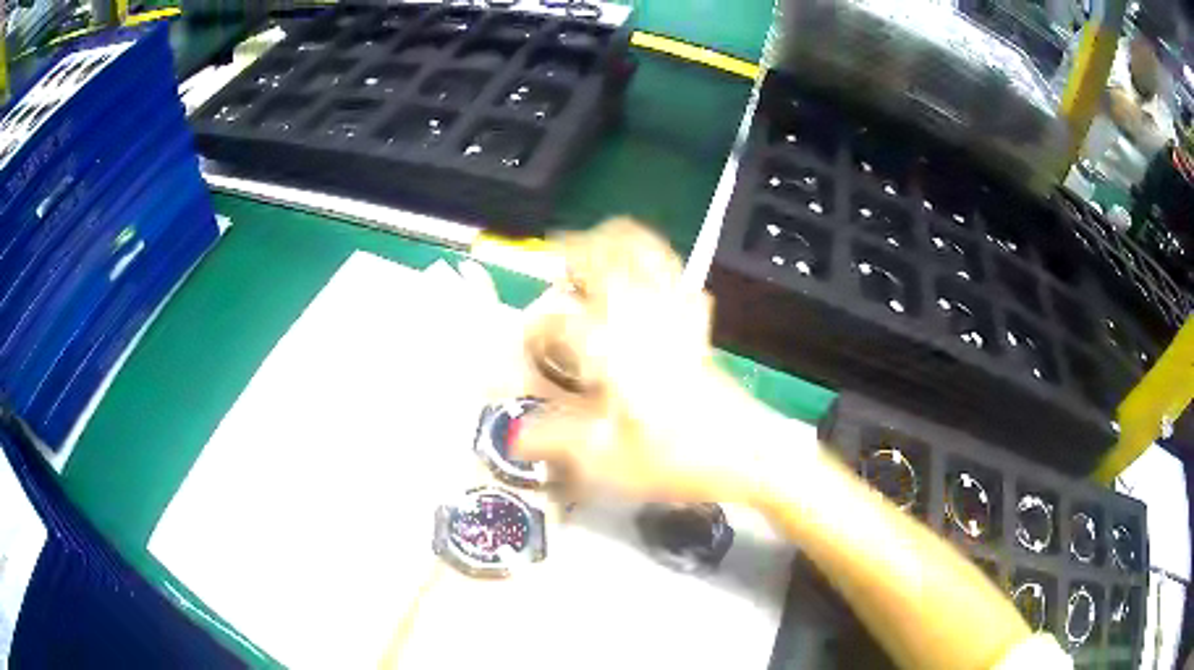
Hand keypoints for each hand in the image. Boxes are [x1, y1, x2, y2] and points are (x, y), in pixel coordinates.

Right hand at [514, 218, 766, 502]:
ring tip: (601, 239)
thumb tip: (515, 437)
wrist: (745, 454)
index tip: (529, 346)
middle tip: (558, 251)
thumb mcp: (605, 460)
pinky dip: (663, 268)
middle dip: (578, 247)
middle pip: (609, 258)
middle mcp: (640, 320)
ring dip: (621, 241)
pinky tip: (656, 277)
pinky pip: (681, 282)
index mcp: (611, 348)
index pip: (560, 321)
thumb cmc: (673, 457)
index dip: (536, 329)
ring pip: (649, 256)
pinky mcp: (698, 330)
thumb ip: (555, 441)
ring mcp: (674, 318)